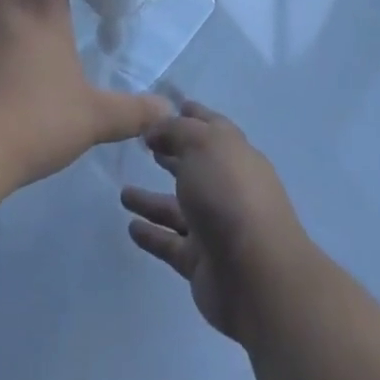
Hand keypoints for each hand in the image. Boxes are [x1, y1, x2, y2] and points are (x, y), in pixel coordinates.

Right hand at [121, 102, 311, 343]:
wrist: (256, 273)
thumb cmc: (229, 195)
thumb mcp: (202, 144)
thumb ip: (176, 131)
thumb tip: (156, 130)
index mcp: (234, 154)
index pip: (212, 127)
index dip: (192, 115)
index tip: (169, 106)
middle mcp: (227, 188)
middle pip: (196, 166)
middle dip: (173, 155)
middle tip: (143, 147)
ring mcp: (216, 227)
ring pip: (178, 208)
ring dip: (153, 200)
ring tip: (123, 193)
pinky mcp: (201, 261)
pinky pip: (171, 243)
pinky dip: (152, 234)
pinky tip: (131, 227)